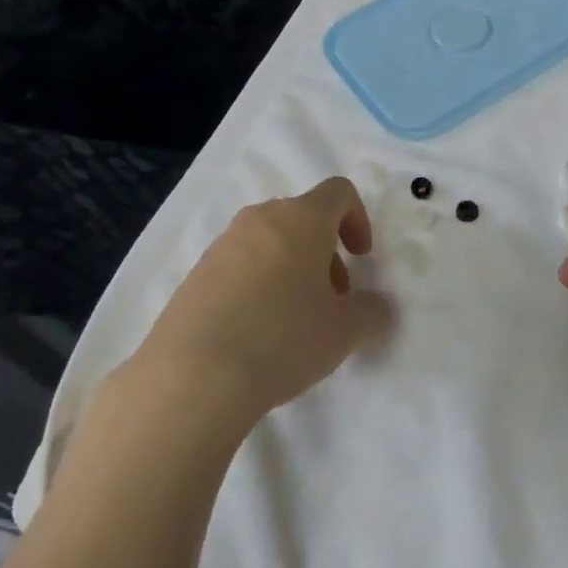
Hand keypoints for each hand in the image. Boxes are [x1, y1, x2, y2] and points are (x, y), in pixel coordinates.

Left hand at [138, 177, 390, 426]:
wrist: (193, 376)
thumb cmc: (282, 339)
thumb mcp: (345, 331)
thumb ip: (371, 312)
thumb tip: (375, 308)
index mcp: (301, 218)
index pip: (338, 192)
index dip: (358, 220)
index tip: (361, 259)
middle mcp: (259, 219)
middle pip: (303, 218)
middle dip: (324, 253)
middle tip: (331, 300)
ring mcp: (222, 245)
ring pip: (270, 243)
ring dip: (291, 270)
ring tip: (293, 323)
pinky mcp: (195, 274)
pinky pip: (239, 267)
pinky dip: (257, 286)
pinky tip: (256, 334)